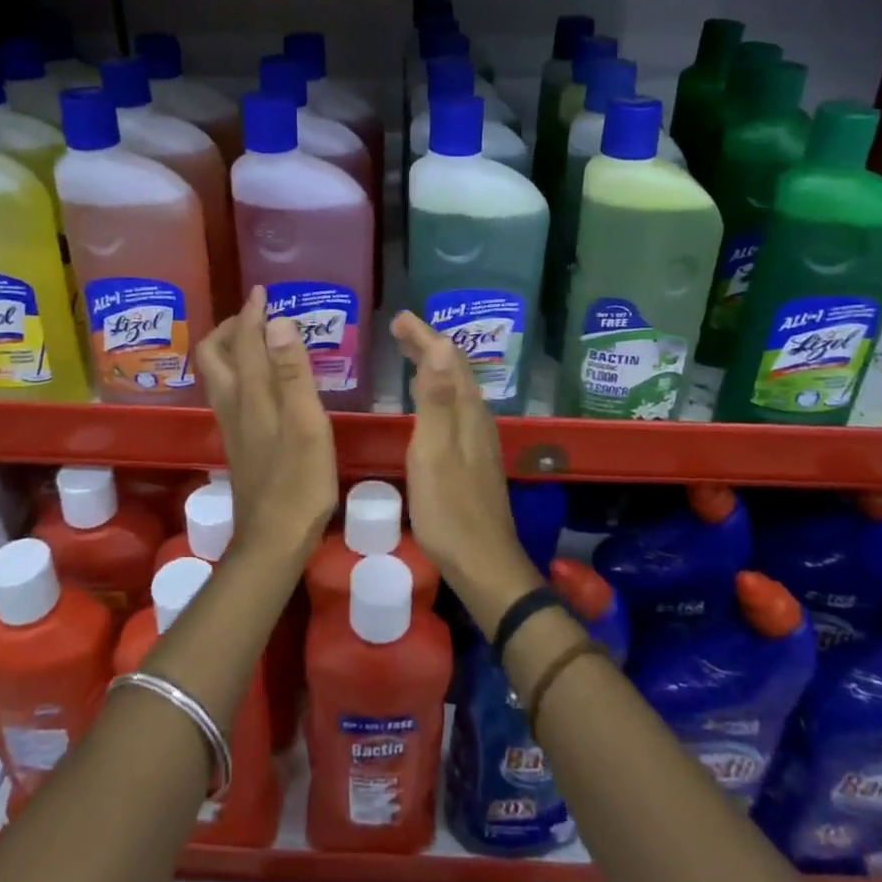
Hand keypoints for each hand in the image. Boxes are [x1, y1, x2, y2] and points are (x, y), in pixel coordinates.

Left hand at [196, 286, 337, 567]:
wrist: (273, 540)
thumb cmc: (299, 482)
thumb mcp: (306, 424)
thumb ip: (293, 373)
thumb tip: (278, 322)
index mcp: (251, 395)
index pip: (244, 341)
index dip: (252, 313)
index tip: (263, 292)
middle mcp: (234, 404)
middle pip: (214, 355)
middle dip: (231, 328)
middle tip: (258, 317)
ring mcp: (232, 426)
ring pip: (218, 375)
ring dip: (232, 349)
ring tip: (260, 341)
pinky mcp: (239, 443)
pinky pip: (229, 393)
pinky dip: (240, 373)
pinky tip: (264, 383)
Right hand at [391, 311, 542, 631]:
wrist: (483, 563)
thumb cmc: (450, 510)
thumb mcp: (434, 453)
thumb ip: (435, 401)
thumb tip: (439, 346)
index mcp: (466, 413)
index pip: (447, 360)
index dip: (424, 336)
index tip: (399, 318)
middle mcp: (477, 419)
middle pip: (455, 371)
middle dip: (429, 345)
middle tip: (401, 329)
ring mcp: (478, 440)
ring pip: (457, 390)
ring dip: (435, 367)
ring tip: (413, 355)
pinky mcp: (473, 458)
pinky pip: (455, 409)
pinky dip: (438, 392)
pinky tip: (428, 404)